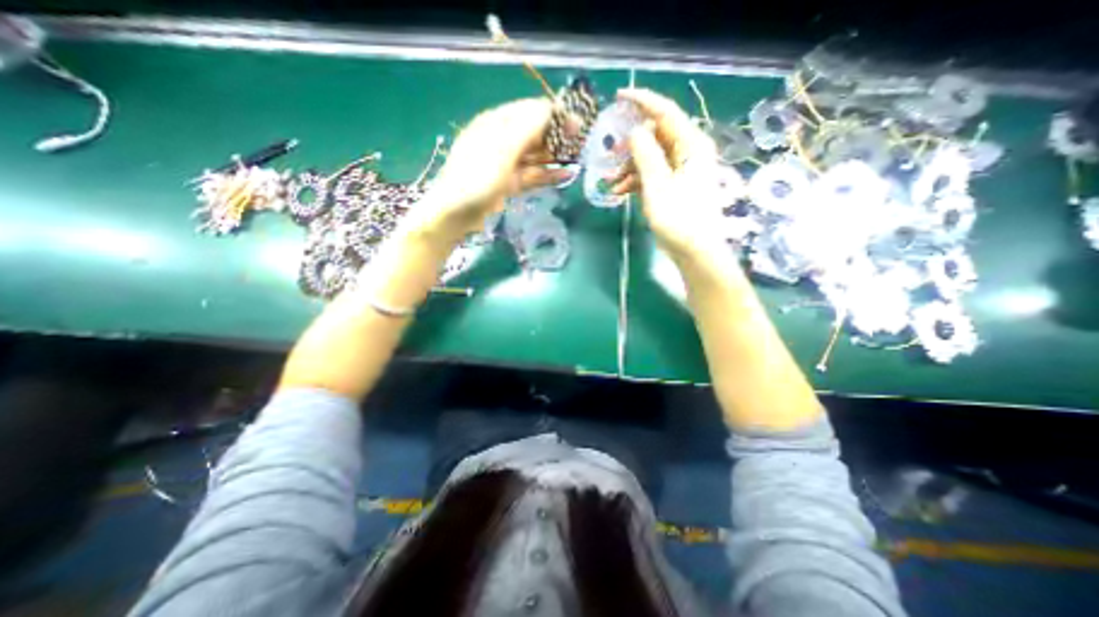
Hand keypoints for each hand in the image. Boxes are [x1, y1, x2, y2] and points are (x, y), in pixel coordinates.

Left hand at [414, 95, 576, 237]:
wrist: (456, 213)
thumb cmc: (477, 177)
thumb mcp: (503, 148)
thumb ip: (528, 127)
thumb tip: (553, 109)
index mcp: (497, 123)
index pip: (530, 110)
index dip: (555, 114)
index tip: (578, 123)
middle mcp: (502, 139)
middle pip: (534, 132)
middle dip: (557, 135)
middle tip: (581, 142)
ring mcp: (505, 163)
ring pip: (535, 155)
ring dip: (554, 155)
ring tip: (577, 157)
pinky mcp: (509, 183)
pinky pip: (532, 174)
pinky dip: (548, 174)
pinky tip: (566, 175)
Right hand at [609, 86, 726, 259]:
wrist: (694, 250)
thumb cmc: (679, 217)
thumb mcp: (657, 184)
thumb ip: (645, 154)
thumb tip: (635, 131)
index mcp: (691, 145)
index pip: (665, 112)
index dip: (643, 101)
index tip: (619, 96)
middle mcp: (688, 152)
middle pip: (655, 136)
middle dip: (630, 145)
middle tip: (610, 155)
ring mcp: (681, 170)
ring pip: (650, 157)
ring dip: (629, 167)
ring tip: (611, 182)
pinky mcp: (674, 185)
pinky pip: (652, 174)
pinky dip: (636, 180)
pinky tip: (620, 192)